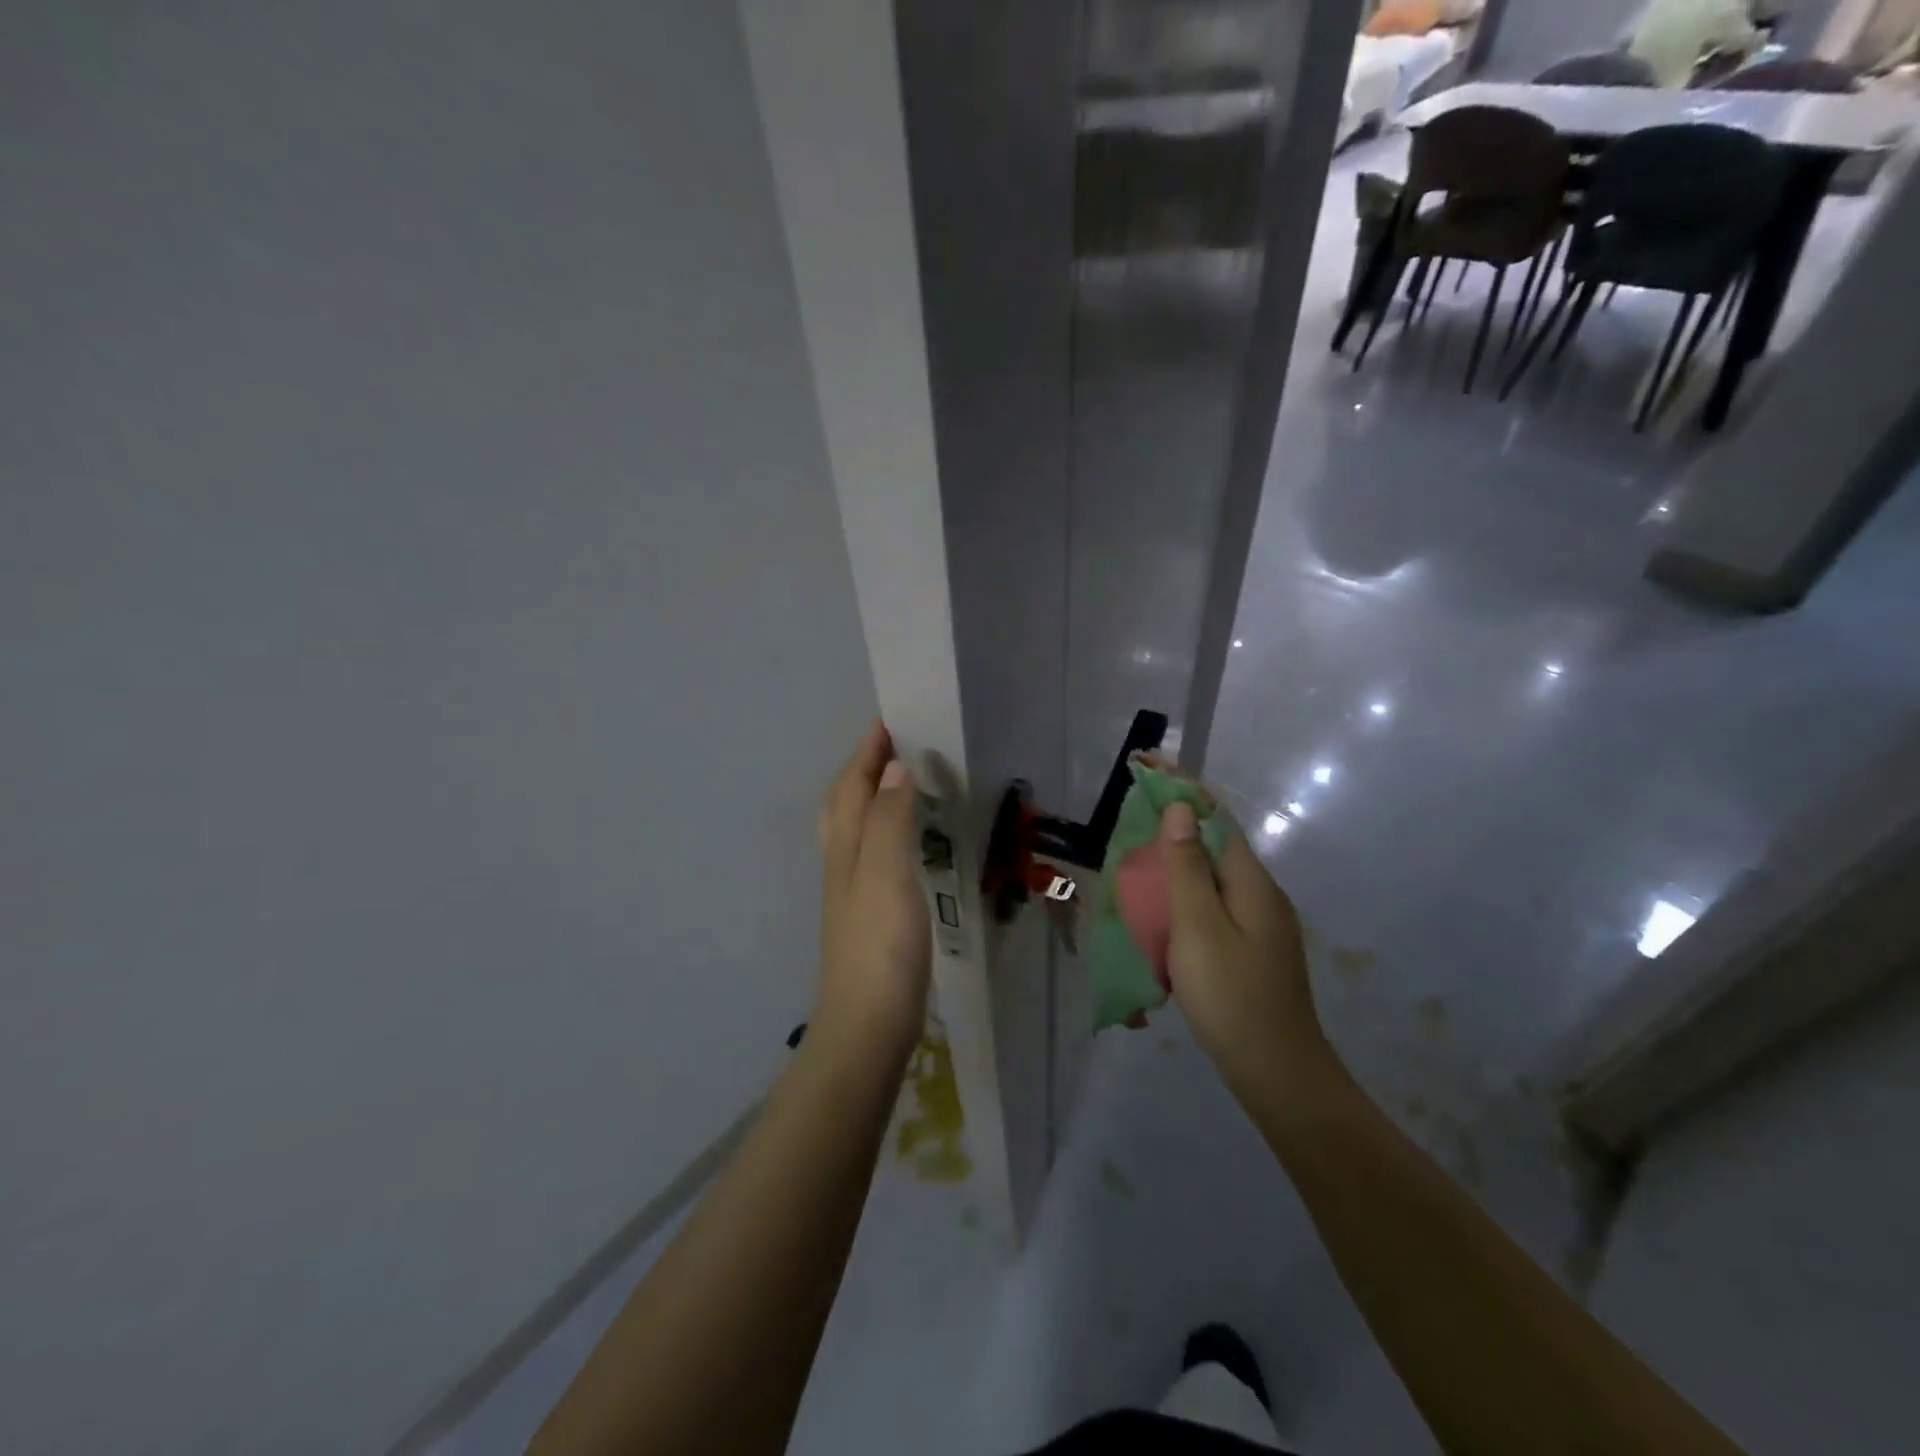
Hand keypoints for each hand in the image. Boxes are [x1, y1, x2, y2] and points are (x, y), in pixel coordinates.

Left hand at [814, 722, 931, 1058]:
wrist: (868, 1026)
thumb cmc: (880, 946)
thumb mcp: (885, 873)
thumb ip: (889, 820)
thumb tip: (893, 768)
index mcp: (846, 848)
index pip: (853, 786)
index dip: (868, 753)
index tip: (890, 720)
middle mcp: (843, 863)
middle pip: (843, 803)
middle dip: (861, 769)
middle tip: (891, 746)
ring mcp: (853, 892)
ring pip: (855, 829)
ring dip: (870, 798)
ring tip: (899, 783)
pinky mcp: (870, 916)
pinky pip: (873, 855)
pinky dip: (884, 832)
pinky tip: (903, 844)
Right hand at [1158, 800, 1327, 1088]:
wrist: (1277, 1073)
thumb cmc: (1232, 997)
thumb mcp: (1199, 927)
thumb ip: (1187, 867)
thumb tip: (1179, 809)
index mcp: (1251, 881)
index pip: (1215, 815)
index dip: (1181, 785)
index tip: (1146, 763)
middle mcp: (1260, 893)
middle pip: (1214, 841)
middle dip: (1174, 818)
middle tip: (1131, 810)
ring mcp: (1258, 923)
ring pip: (1211, 875)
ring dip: (1176, 856)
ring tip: (1137, 853)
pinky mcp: (1249, 948)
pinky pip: (1211, 903)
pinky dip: (1183, 891)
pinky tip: (1162, 908)